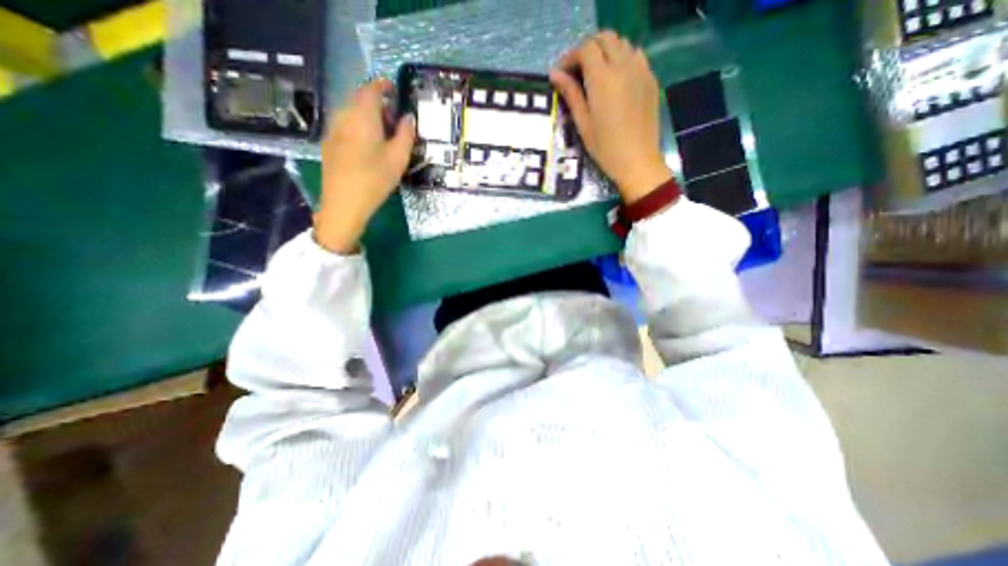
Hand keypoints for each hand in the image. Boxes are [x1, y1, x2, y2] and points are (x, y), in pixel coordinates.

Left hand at [312, 76, 413, 254]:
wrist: (344, 204)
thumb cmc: (375, 180)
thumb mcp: (398, 158)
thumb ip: (406, 135)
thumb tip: (408, 118)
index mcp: (362, 116)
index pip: (371, 89)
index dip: (383, 85)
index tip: (394, 89)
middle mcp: (344, 117)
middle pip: (359, 100)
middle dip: (376, 103)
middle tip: (394, 118)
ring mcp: (333, 131)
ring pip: (350, 113)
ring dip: (367, 115)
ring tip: (382, 133)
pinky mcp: (329, 145)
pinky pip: (345, 125)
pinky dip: (357, 126)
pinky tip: (367, 145)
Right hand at [549, 28, 672, 203]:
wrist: (637, 160)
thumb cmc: (605, 148)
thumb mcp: (583, 123)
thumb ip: (571, 95)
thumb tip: (555, 75)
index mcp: (603, 79)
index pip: (585, 50)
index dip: (569, 58)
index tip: (560, 75)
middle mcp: (623, 66)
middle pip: (604, 38)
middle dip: (587, 50)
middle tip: (575, 72)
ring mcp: (641, 70)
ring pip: (621, 43)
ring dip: (605, 51)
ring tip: (594, 75)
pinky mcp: (650, 78)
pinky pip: (636, 55)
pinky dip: (622, 57)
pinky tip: (615, 79)